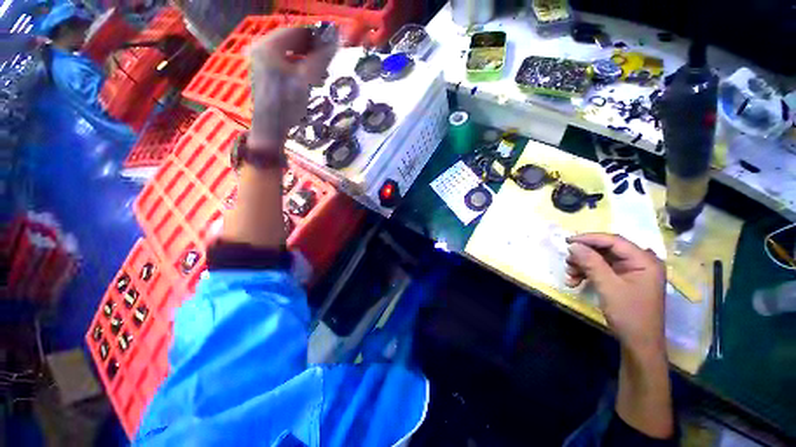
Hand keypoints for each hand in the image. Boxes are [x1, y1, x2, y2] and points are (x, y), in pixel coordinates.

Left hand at [248, 27, 336, 148]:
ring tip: (319, 73)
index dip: (317, 38)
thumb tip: (336, 40)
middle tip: (327, 63)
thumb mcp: (306, 80)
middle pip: (293, 41)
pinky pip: (285, 63)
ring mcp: (262, 61)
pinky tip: (307, 80)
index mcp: (269, 45)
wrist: (270, 127)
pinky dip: (298, 68)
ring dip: (306, 60)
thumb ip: (321, 58)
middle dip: (312, 50)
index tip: (332, 49)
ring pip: (289, 53)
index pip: (298, 31)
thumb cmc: (287, 103)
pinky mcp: (265, 74)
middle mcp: (262, 48)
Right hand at [565, 233, 665, 356]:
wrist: (639, 343)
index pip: (614, 241)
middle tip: (567, 262)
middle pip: (606, 250)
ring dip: (583, 266)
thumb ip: (591, 263)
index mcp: (644, 260)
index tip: (567, 241)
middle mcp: (640, 262)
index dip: (589, 239)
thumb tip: (573, 245)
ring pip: (601, 260)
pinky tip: (575, 282)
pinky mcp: (625, 280)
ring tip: (570, 276)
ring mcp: (632, 271)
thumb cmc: (629, 314)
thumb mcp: (608, 286)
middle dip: (584, 256)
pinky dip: (588, 274)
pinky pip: (603, 270)